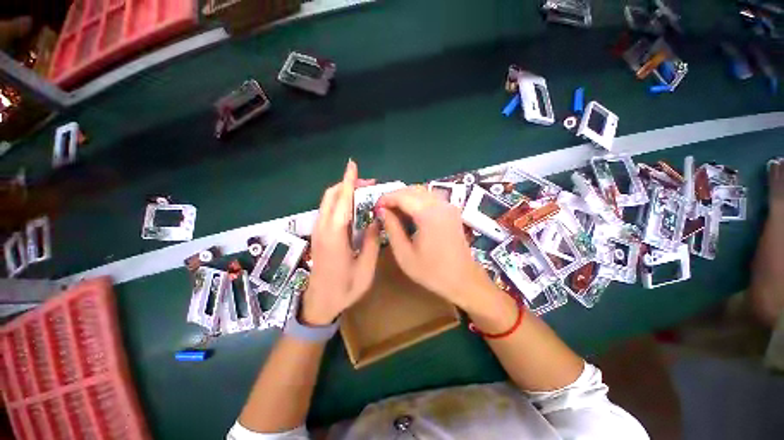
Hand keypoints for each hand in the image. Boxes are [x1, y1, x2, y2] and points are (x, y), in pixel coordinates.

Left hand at [300, 160, 380, 325]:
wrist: (319, 303)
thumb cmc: (345, 289)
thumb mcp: (365, 268)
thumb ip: (372, 242)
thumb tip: (377, 220)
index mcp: (335, 236)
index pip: (341, 201)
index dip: (348, 182)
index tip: (352, 165)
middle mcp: (323, 228)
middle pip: (331, 196)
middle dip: (347, 184)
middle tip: (368, 185)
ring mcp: (318, 231)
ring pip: (328, 202)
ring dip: (343, 192)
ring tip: (363, 193)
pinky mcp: (319, 235)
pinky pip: (328, 210)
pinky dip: (339, 202)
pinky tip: (352, 208)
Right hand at [376, 186, 502, 314]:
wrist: (463, 280)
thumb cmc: (432, 272)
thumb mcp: (404, 254)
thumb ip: (392, 228)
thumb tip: (381, 211)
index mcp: (428, 214)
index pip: (402, 196)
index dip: (386, 198)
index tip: (375, 208)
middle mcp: (440, 204)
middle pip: (412, 189)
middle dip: (394, 196)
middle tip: (383, 210)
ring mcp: (448, 206)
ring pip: (422, 191)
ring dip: (405, 197)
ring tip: (394, 211)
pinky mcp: (451, 210)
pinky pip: (430, 197)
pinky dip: (416, 200)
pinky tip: (410, 213)